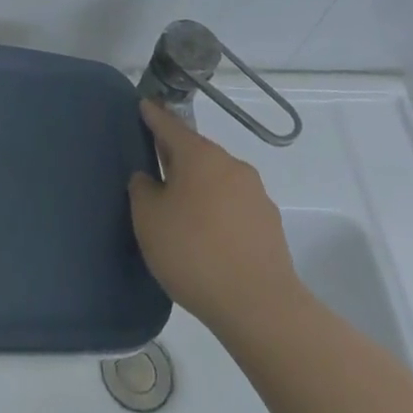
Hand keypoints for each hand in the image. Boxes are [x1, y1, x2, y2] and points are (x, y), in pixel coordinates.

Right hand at [128, 100, 302, 331]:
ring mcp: (256, 195)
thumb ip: (143, 189)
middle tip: (155, 166)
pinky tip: (207, 235)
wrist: (259, 307)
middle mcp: (231, 166)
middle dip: (176, 156)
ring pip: (218, 179)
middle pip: (197, 152)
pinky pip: (234, 206)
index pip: (170, 126)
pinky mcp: (270, 225)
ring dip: (199, 186)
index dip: (153, 116)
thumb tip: (151, 179)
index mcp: (200, 156)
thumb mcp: (148, 219)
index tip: (143, 105)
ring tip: (180, 209)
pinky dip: (217, 210)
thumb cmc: (193, 252)